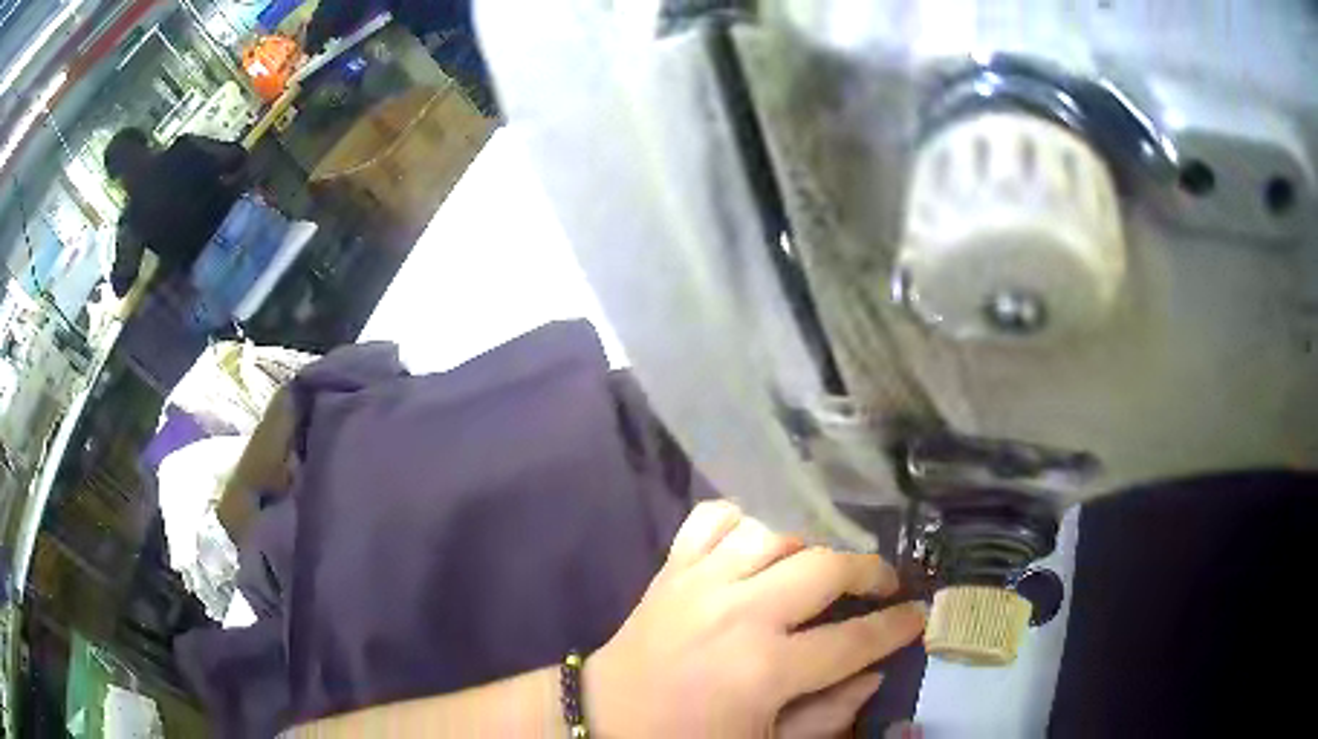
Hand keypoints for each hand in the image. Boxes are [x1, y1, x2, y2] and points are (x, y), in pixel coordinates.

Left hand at [585, 501, 925, 736]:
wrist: (603, 720)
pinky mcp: (670, 568)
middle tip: (882, 585)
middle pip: (825, 567)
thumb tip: (875, 672)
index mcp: (764, 670)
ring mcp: (700, 582)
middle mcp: (738, 614)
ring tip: (827, 562)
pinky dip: (744, 516)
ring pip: (776, 529)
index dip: (898, 626)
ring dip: (813, 540)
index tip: (918, 615)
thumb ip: (829, 715)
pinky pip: (712, 517)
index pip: (854, 639)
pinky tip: (762, 537)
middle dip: (869, 571)